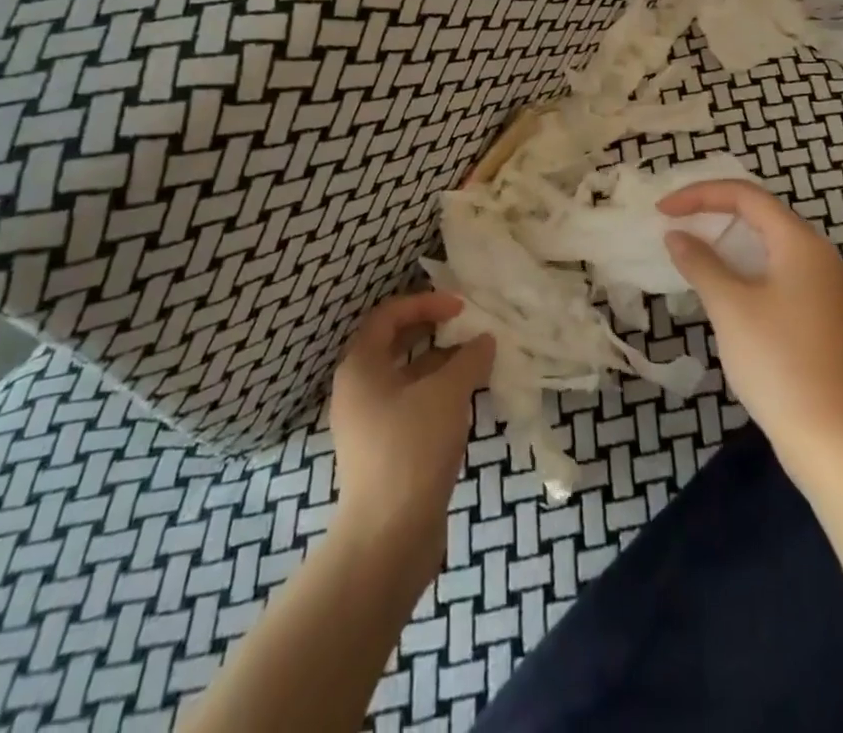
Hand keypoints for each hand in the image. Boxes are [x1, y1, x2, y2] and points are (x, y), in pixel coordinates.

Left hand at [329, 293, 494, 557]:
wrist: (388, 538)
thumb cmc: (412, 448)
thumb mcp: (447, 394)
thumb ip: (468, 359)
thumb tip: (484, 340)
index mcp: (360, 367)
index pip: (388, 315)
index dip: (425, 303)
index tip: (460, 307)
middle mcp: (357, 389)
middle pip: (395, 345)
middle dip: (433, 331)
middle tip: (467, 328)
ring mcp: (368, 423)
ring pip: (406, 378)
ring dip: (439, 365)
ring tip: (476, 363)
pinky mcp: (382, 451)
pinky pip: (410, 406)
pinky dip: (436, 395)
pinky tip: (466, 400)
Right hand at [659, 181, 842, 481]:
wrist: (830, 437)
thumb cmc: (777, 361)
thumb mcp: (730, 306)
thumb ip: (700, 262)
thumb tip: (676, 236)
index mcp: (800, 242)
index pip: (746, 196)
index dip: (700, 195)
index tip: (662, 211)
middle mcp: (816, 254)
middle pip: (759, 213)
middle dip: (712, 211)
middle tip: (673, 222)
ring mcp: (820, 284)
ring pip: (766, 242)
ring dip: (725, 238)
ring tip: (688, 246)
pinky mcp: (816, 310)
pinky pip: (773, 267)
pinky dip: (741, 263)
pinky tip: (718, 280)